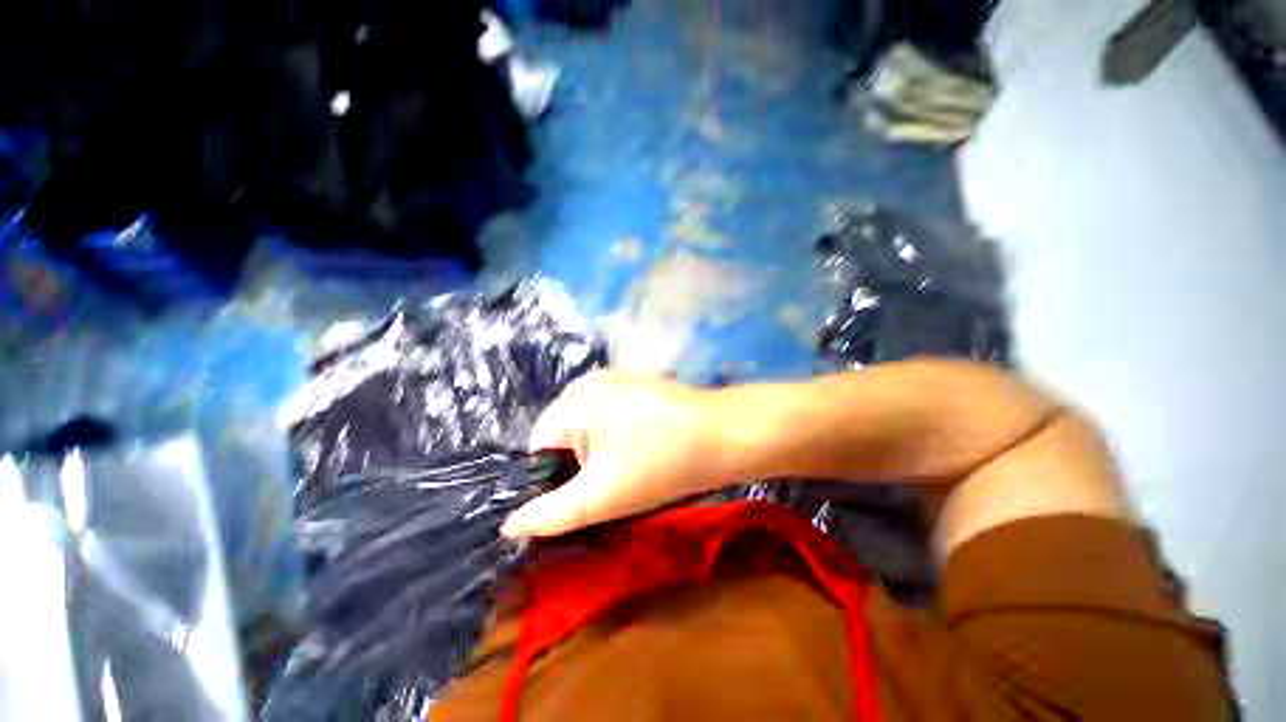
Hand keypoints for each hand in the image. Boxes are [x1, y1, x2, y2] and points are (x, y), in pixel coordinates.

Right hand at [500, 371, 725, 538]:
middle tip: (610, 485)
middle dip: (577, 464)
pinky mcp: (637, 382)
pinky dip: (617, 433)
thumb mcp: (599, 497)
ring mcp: (615, 378)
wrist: (724, 435)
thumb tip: (509, 526)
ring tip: (629, 466)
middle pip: (563, 434)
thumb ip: (549, 514)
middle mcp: (587, 382)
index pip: (537, 447)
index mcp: (571, 402)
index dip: (552, 479)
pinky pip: (610, 413)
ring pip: (589, 425)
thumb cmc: (660, 464)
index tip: (584, 496)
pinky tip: (643, 446)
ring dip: (599, 450)